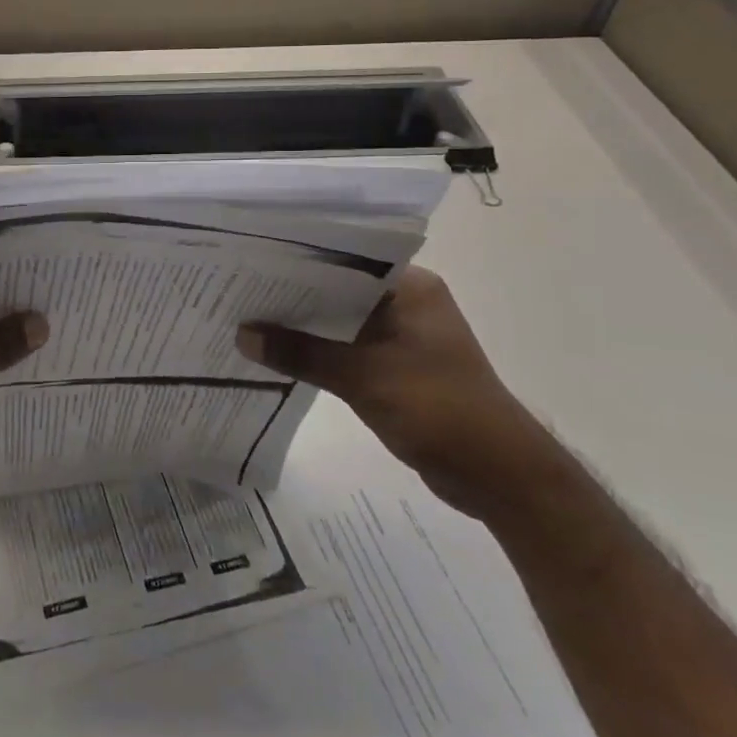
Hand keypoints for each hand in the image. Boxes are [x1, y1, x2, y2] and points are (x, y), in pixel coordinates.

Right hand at [237, 266, 567, 522]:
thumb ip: (301, 353)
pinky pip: (346, 349)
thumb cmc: (437, 409)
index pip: (344, 260)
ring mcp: (402, 336)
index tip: (251, 261)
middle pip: (338, 291)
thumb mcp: (362, 377)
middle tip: (238, 289)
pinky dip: (318, 351)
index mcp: (410, 288)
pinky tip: (279, 353)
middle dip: (293, 295)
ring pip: (340, 322)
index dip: (297, 262)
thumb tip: (242, 335)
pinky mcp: (396, 367)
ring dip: (303, 326)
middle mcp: (406, 303)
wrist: (498, 476)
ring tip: (247, 319)